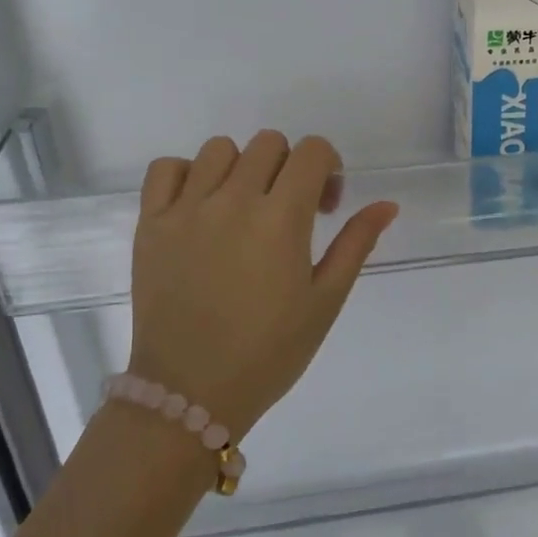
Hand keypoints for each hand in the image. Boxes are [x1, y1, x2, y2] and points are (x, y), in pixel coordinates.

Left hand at [126, 131, 397, 436]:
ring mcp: (185, 210)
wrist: (190, 393)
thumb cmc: (269, 352)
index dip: (328, 167)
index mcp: (281, 219)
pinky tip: (201, 206)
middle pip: (269, 143)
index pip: (311, 151)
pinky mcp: (150, 224)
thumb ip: (356, 244)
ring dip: (242, 168)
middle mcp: (232, 201)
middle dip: (290, 167)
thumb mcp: (325, 301)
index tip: (325, 205)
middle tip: (290, 211)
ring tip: (243, 208)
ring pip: (220, 148)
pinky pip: (166, 168)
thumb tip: (387, 204)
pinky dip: (188, 175)